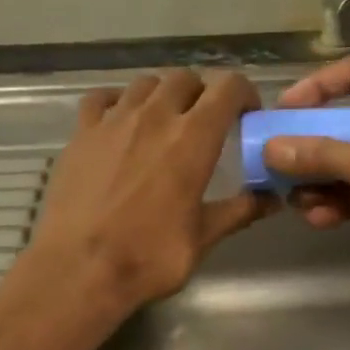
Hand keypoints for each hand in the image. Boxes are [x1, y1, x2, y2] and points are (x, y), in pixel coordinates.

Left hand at [28, 69, 271, 318]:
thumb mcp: (202, 238)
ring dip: (162, 95)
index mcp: (192, 139)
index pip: (227, 88)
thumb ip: (238, 211)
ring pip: (144, 84)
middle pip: (184, 79)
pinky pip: (101, 99)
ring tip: (163, 121)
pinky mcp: (80, 133)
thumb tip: (271, 199)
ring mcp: (112, 121)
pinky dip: (117, 102)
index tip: (245, 114)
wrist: (78, 270)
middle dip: (202, 93)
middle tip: (205, 122)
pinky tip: (119, 123)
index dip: (243, 93)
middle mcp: (154, 117)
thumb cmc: (148, 257)